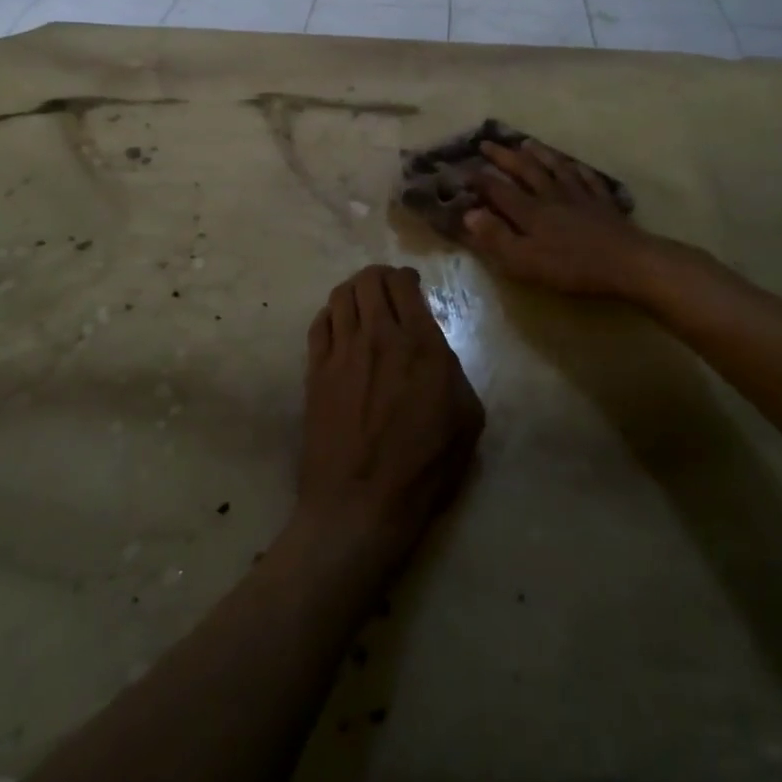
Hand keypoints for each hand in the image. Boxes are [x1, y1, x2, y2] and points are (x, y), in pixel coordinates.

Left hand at [298, 266, 485, 560]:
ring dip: (354, 291)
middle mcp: (378, 336)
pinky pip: (319, 323)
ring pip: (340, 295)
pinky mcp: (315, 371)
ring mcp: (341, 352)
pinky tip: (339, 327)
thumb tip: (436, 350)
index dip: (406, 277)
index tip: (410, 285)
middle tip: (387, 290)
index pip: (404, 284)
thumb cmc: (424, 467)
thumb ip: (455, 370)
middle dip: (379, 277)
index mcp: (420, 344)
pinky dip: (330, 315)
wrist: (361, 504)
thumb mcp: (466, 418)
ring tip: (362, 303)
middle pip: (369, 280)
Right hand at [464, 140, 671, 299]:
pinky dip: (577, 168)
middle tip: (487, 143)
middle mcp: (551, 196)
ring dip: (539, 153)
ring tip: (526, 142)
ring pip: (556, 167)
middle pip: (525, 170)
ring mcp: (580, 196)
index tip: (462, 167)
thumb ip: (496, 237)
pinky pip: (588, 179)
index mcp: (530, 211)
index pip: (498, 190)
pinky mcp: (603, 203)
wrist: (626, 262)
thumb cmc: (571, 267)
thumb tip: (469, 214)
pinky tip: (575, 164)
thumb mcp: (525, 260)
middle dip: (504, 157)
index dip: (479, 178)